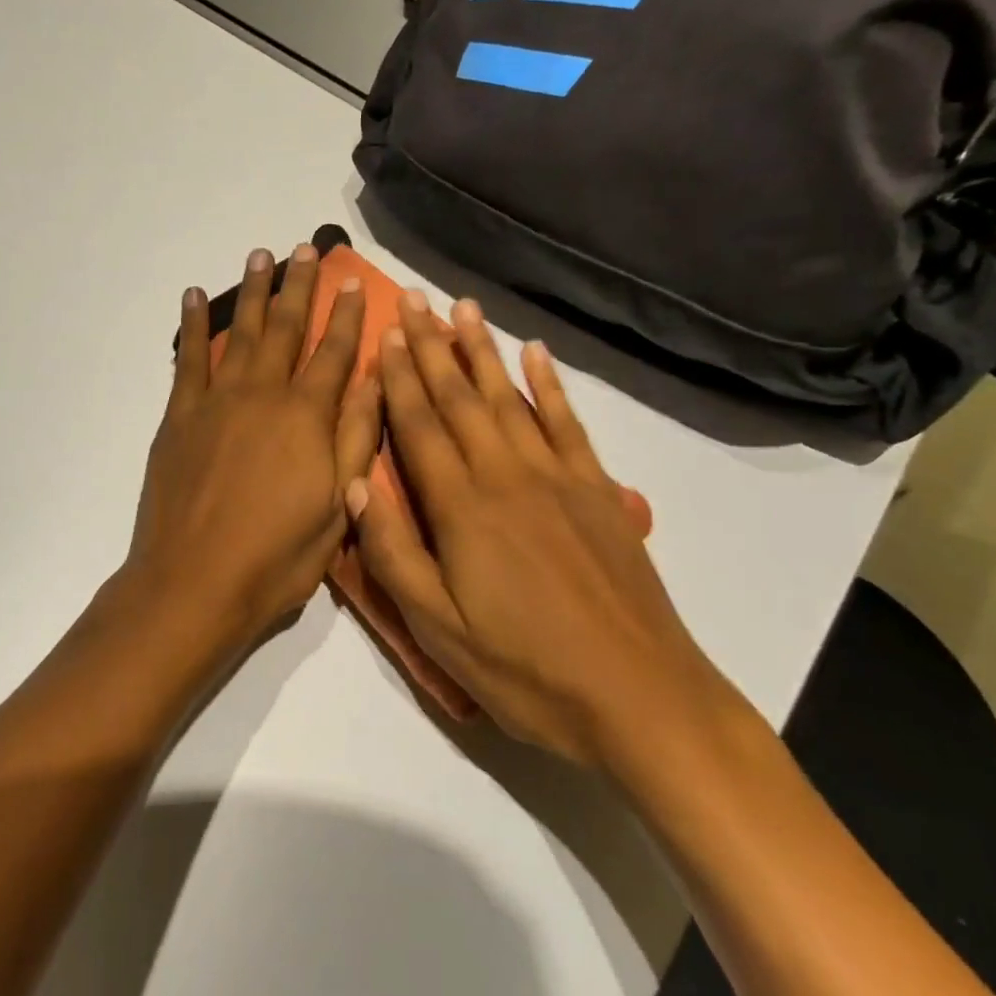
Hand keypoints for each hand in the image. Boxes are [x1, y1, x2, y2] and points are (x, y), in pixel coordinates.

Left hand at [126, 244, 378, 657]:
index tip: (353, 281)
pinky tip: (197, 296)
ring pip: (241, 332)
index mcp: (308, 417)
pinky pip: (189, 358)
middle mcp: (263, 395)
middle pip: (286, 329)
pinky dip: (194, 324)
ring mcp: (217, 401)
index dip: (346, 315)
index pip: (335, 353)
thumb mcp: (338, 507)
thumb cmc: (277, 557)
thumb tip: (374, 380)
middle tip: (306, 249)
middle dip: (299, 286)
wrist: (193, 584)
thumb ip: (356, 439)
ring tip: (261, 254)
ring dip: (253, 291)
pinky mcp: (180, 415)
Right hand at [347, 294, 732, 779]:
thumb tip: (356, 483)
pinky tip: (536, 352)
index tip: (385, 333)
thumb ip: (393, 554)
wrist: (639, 696)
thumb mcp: (439, 631)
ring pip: (508, 398)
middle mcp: (506, 476)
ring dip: (481, 351)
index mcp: (462, 508)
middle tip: (414, 299)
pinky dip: (548, 384)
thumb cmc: (526, 672)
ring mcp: (558, 477)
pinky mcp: (598, 490)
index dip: (399, 378)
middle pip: (460, 399)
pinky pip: (567, 422)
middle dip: (433, 346)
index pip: (419, 426)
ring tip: (463, 308)